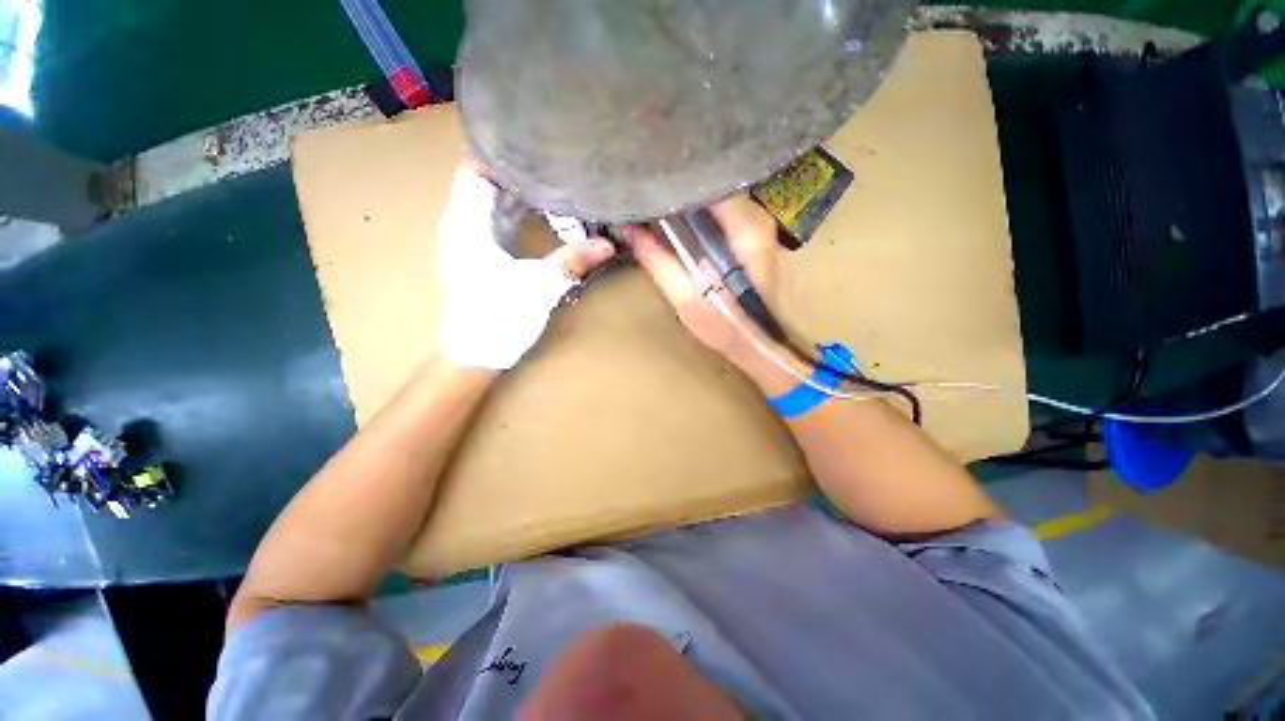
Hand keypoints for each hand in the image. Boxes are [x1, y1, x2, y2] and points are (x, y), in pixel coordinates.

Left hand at [436, 162, 615, 369]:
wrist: (475, 355)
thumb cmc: (498, 319)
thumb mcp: (539, 288)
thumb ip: (572, 262)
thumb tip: (609, 244)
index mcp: (466, 224)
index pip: (474, 169)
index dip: (500, 151)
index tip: (533, 140)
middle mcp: (462, 225)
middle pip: (487, 183)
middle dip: (518, 169)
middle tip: (555, 158)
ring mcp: (470, 242)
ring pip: (493, 203)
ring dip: (520, 191)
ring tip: (553, 177)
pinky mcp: (480, 256)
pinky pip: (498, 222)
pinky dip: (518, 213)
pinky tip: (543, 212)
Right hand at [624, 196, 780, 365]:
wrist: (759, 345)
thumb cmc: (725, 327)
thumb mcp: (686, 299)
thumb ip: (658, 262)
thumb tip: (629, 232)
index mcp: (746, 230)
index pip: (708, 182)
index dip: (675, 180)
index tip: (646, 182)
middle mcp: (758, 219)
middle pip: (712, 186)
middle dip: (678, 189)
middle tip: (645, 192)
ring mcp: (758, 227)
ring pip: (716, 199)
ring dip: (687, 201)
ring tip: (656, 204)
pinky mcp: (753, 237)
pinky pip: (721, 214)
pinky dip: (698, 215)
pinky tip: (678, 221)